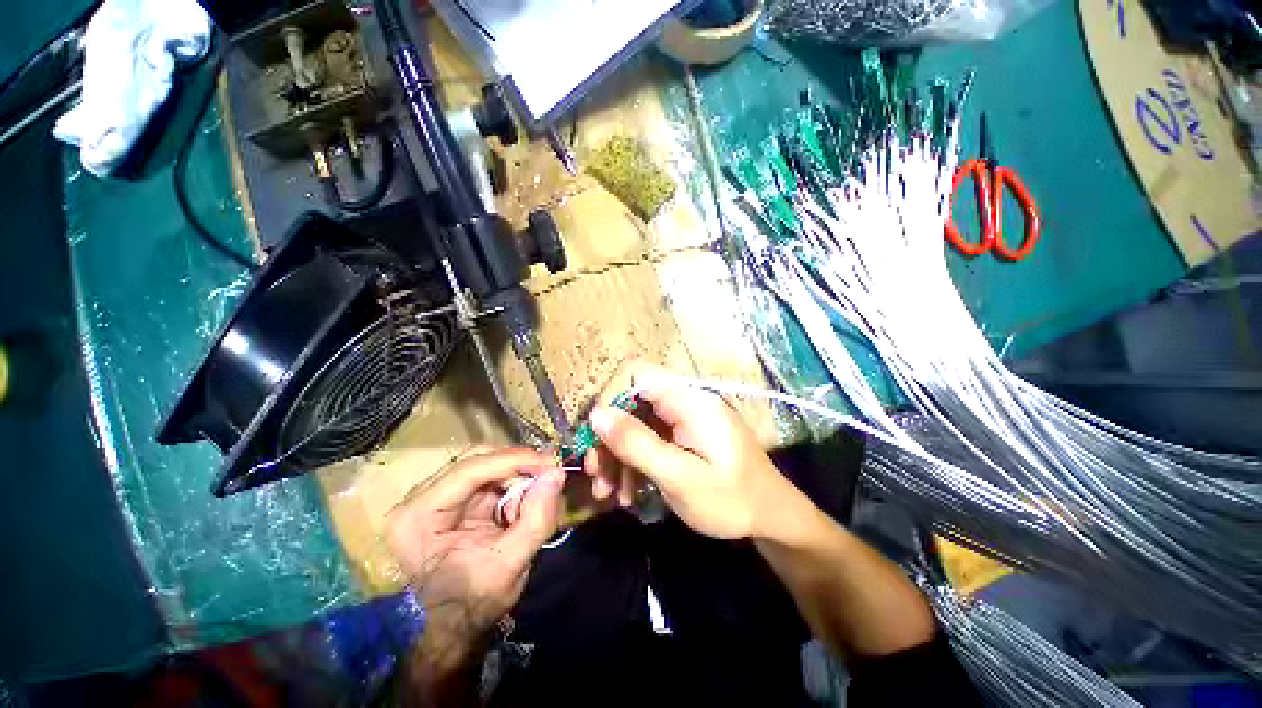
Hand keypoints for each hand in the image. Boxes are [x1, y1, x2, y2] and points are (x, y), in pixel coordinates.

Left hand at [386, 448, 564, 639]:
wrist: (453, 628)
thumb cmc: (472, 605)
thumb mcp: (510, 565)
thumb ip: (536, 518)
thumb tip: (557, 473)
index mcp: (418, 517)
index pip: (469, 471)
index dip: (514, 460)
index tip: (551, 462)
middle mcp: (420, 498)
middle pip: (477, 461)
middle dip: (518, 467)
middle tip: (549, 474)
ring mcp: (435, 496)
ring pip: (486, 465)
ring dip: (517, 478)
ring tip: (534, 499)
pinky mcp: (452, 499)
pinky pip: (489, 478)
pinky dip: (512, 486)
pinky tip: (520, 506)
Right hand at [583, 365, 796, 539]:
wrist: (771, 518)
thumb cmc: (731, 499)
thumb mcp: (680, 477)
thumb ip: (638, 444)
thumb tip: (597, 414)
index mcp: (689, 399)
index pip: (637, 374)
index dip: (610, 398)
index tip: (596, 436)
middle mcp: (684, 401)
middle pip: (632, 402)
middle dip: (610, 438)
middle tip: (596, 474)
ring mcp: (683, 418)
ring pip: (636, 424)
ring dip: (618, 456)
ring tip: (608, 494)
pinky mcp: (682, 435)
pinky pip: (649, 439)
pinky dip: (634, 463)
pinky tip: (627, 492)